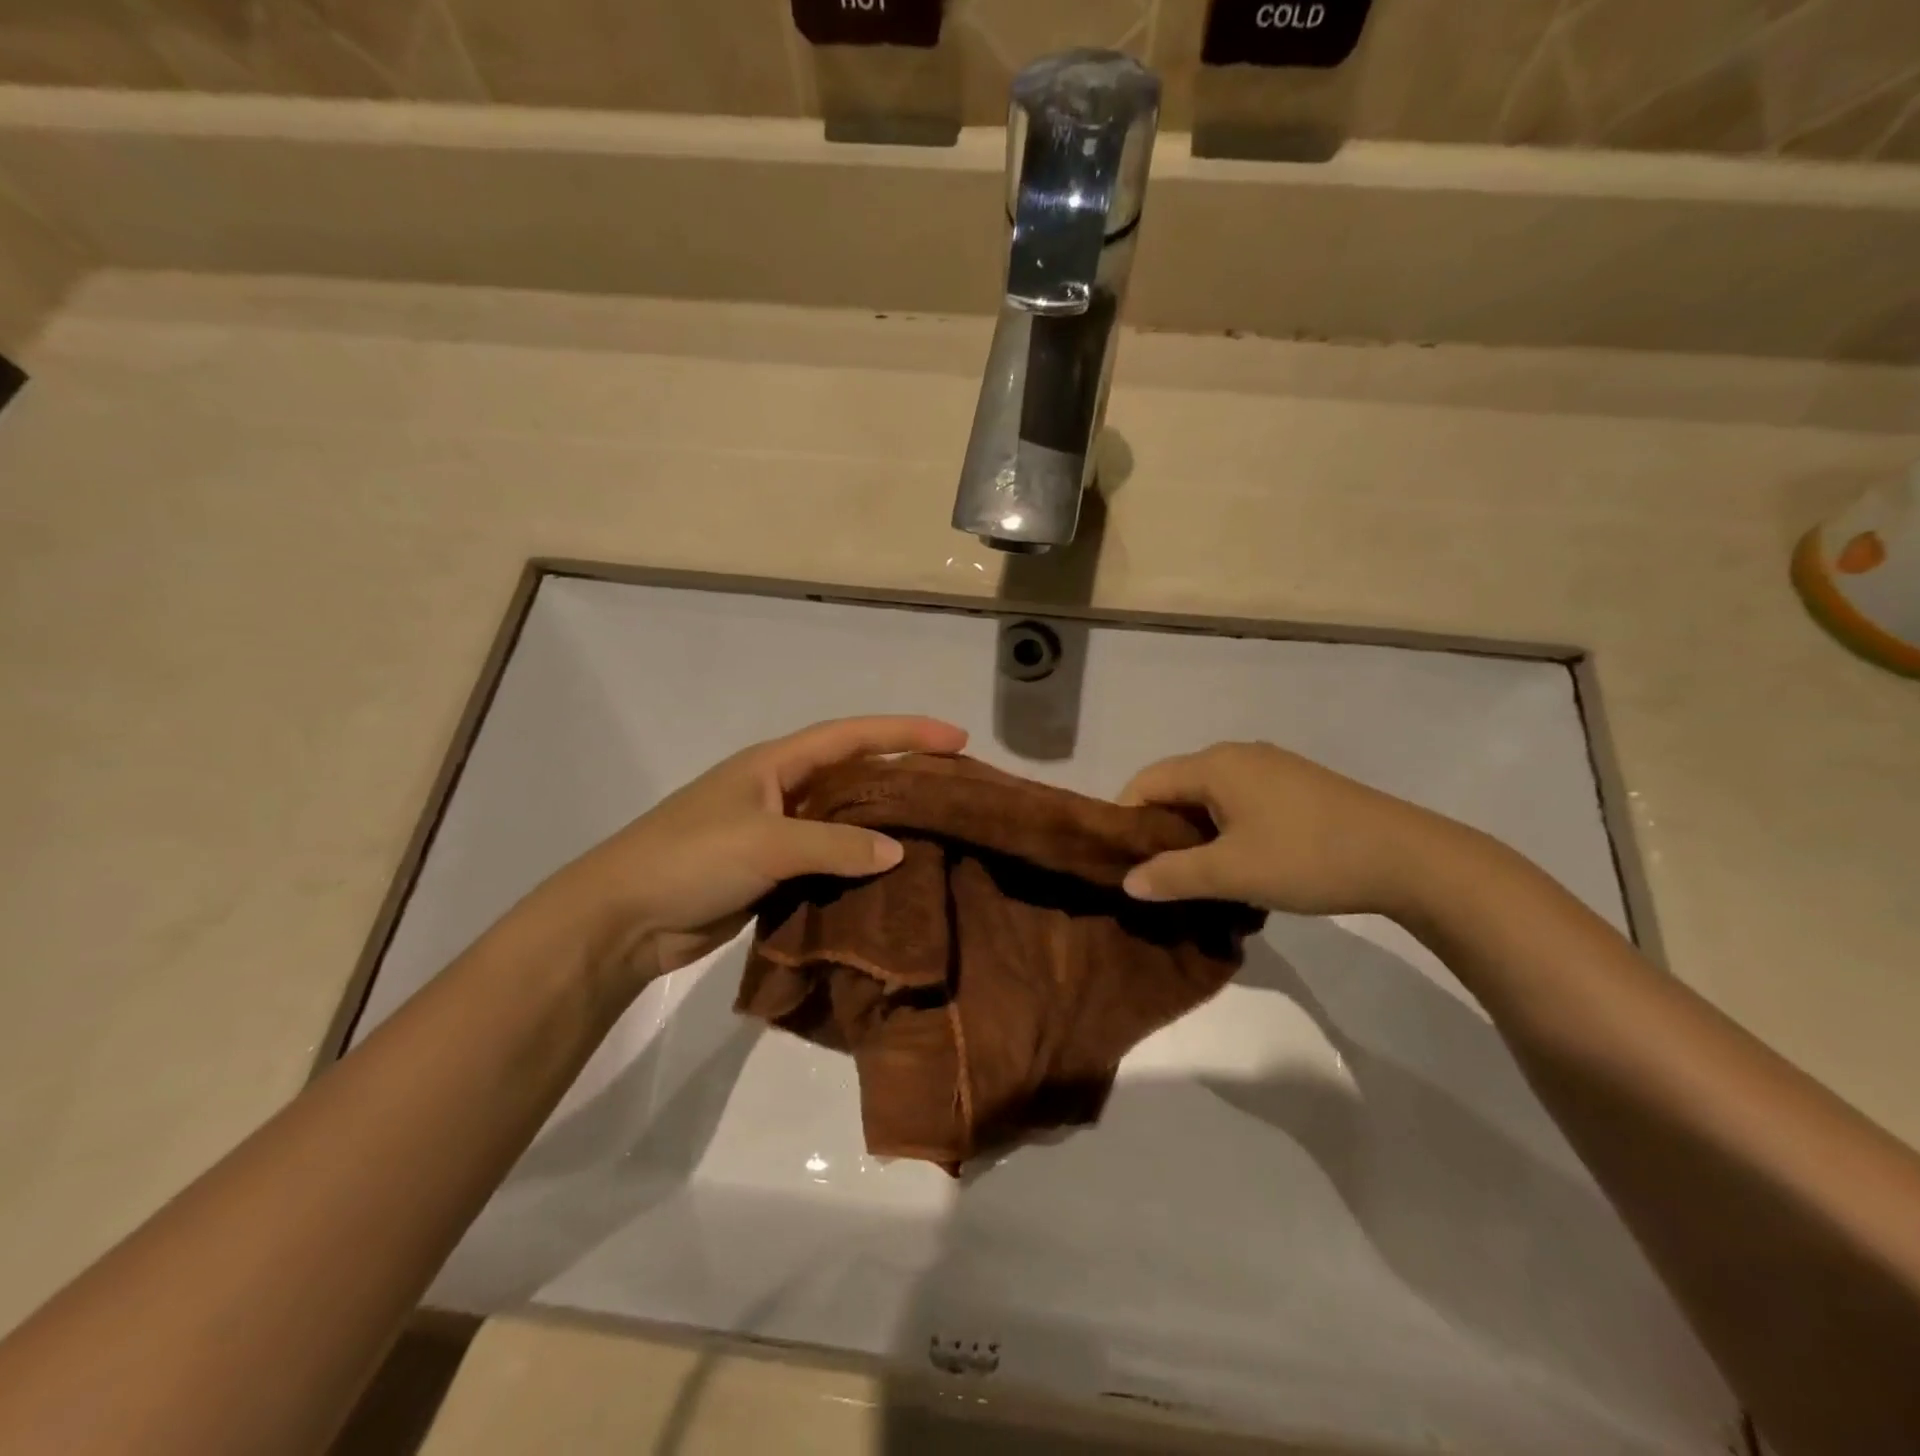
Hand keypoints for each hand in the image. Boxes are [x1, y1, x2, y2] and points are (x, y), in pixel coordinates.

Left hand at [533, 715, 967, 994]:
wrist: (622, 919)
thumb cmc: (691, 858)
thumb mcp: (766, 842)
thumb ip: (835, 844)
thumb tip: (898, 851)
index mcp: (776, 763)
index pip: (852, 737)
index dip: (905, 733)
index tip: (956, 738)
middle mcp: (781, 790)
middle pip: (853, 774)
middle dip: (902, 775)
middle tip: (955, 786)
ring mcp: (776, 833)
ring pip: (844, 821)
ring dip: (883, 824)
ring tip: (937, 832)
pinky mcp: (772, 873)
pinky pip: (828, 861)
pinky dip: (858, 866)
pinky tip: (893, 878)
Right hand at [1119, 741, 1450, 917]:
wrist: (1408, 857)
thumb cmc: (1307, 857)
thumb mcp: (1232, 873)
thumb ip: (1173, 875)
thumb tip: (1127, 882)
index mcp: (1214, 765)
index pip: (1146, 782)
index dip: (1125, 819)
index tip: (1122, 861)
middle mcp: (1237, 755)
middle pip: (1176, 786)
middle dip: (1160, 829)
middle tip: (1156, 874)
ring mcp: (1271, 767)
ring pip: (1210, 795)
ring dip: (1194, 832)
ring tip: (1196, 874)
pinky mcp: (1296, 784)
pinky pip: (1240, 800)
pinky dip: (1225, 827)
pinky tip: (1240, 862)